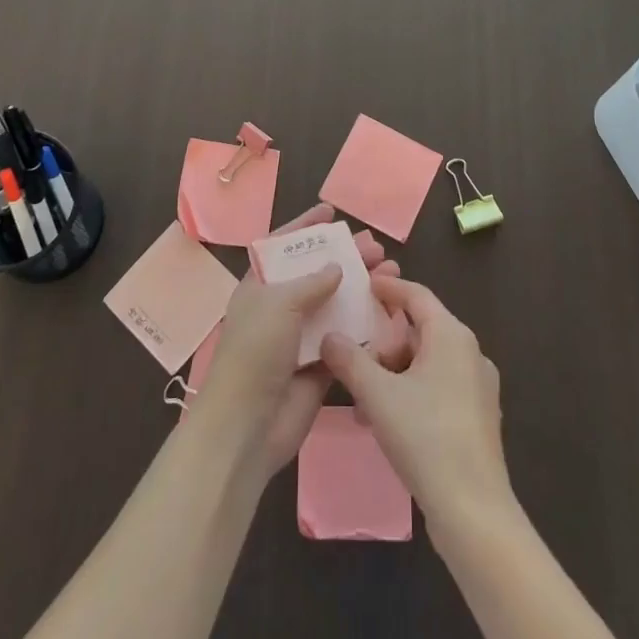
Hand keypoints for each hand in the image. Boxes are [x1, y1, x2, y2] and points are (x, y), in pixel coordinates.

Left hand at [186, 204, 399, 478]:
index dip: (305, 226)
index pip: (283, 246)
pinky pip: (346, 337)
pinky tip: (389, 310)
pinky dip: (366, 324)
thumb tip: (337, 268)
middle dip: (345, 257)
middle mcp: (281, 307)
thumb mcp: (278, 304)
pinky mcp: (320, 366)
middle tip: (374, 246)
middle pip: (317, 273)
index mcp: (260, 286)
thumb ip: (311, 282)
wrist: (248, 426)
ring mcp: (301, 337)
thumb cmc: (255, 352)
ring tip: (390, 270)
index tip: (331, 212)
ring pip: (336, 304)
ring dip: (361, 287)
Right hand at [321, 276, 510, 529]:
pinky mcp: (477, 418)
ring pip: (427, 363)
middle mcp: (470, 353)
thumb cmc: (426, 438)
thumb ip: (349, 360)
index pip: (416, 295)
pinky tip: (386, 421)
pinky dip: (410, 393)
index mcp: (452, 335)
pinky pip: (437, 388)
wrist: (474, 512)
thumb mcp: (378, 394)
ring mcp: (478, 387)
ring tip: (363, 400)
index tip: (364, 285)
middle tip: (355, 361)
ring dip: (393, 374)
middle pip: (420, 331)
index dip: (389, 287)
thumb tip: (329, 336)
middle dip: (384, 344)